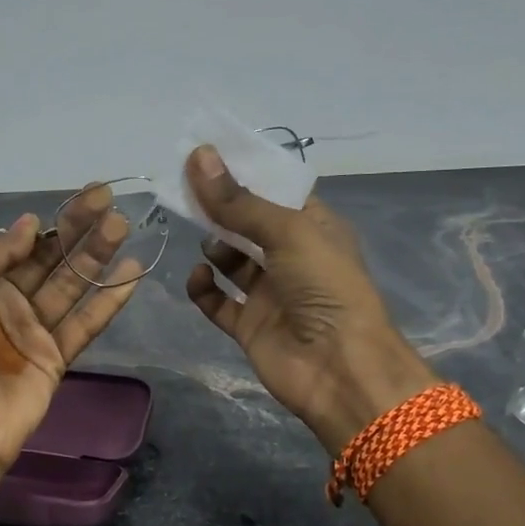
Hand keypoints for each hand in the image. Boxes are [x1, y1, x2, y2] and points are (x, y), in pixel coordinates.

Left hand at [0, 184, 140, 473]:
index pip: (24, 243)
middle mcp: (7, 302)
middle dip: (81, 232)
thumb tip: (31, 224)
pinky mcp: (56, 359)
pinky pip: (87, 323)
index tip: (90, 196)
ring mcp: (33, 331)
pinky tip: (132, 272)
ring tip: (125, 228)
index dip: (56, 219)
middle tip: (113, 206)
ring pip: (72, 286)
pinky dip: (109, 299)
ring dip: (98, 257)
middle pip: (52, 260)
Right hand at [183, 145, 436, 453]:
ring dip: (215, 247)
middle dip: (220, 208)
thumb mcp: (288, 232)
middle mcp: (291, 257)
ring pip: (231, 261)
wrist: (339, 370)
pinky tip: (199, 277)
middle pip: (247, 223)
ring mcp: (269, 292)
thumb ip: (239, 201)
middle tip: (185, 189)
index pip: (274, 191)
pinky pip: (218, 301)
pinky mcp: (250, 325)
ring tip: (207, 241)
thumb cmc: (325, 288)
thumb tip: (199, 155)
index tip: (205, 155)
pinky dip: (205, 288)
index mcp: (314, 227)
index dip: (242, 174)